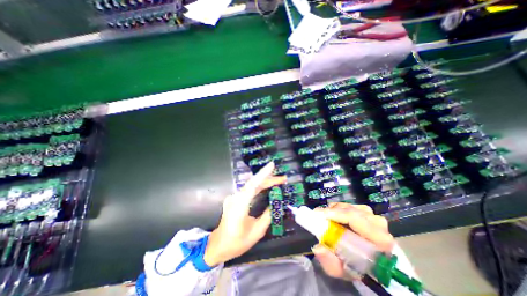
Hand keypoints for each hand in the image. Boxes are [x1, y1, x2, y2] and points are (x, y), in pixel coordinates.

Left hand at [203, 162, 286, 265]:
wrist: (218, 245)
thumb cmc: (237, 242)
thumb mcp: (257, 232)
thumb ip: (268, 216)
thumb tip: (276, 203)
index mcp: (240, 206)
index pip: (252, 185)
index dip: (263, 174)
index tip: (272, 165)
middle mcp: (236, 197)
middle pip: (253, 183)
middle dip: (269, 179)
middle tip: (283, 179)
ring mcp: (234, 197)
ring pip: (251, 185)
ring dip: (265, 181)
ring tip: (279, 181)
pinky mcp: (235, 198)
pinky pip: (249, 189)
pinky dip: (259, 185)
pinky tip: (267, 185)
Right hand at [310, 202, 392, 280]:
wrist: (372, 263)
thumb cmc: (359, 268)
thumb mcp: (344, 271)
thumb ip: (331, 263)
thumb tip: (317, 248)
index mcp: (379, 239)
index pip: (354, 218)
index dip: (334, 214)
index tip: (318, 215)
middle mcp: (378, 223)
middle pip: (350, 210)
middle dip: (331, 212)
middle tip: (318, 217)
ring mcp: (373, 216)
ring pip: (348, 206)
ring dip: (334, 210)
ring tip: (326, 218)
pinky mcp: (368, 212)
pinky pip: (349, 205)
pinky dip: (338, 209)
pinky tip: (334, 217)